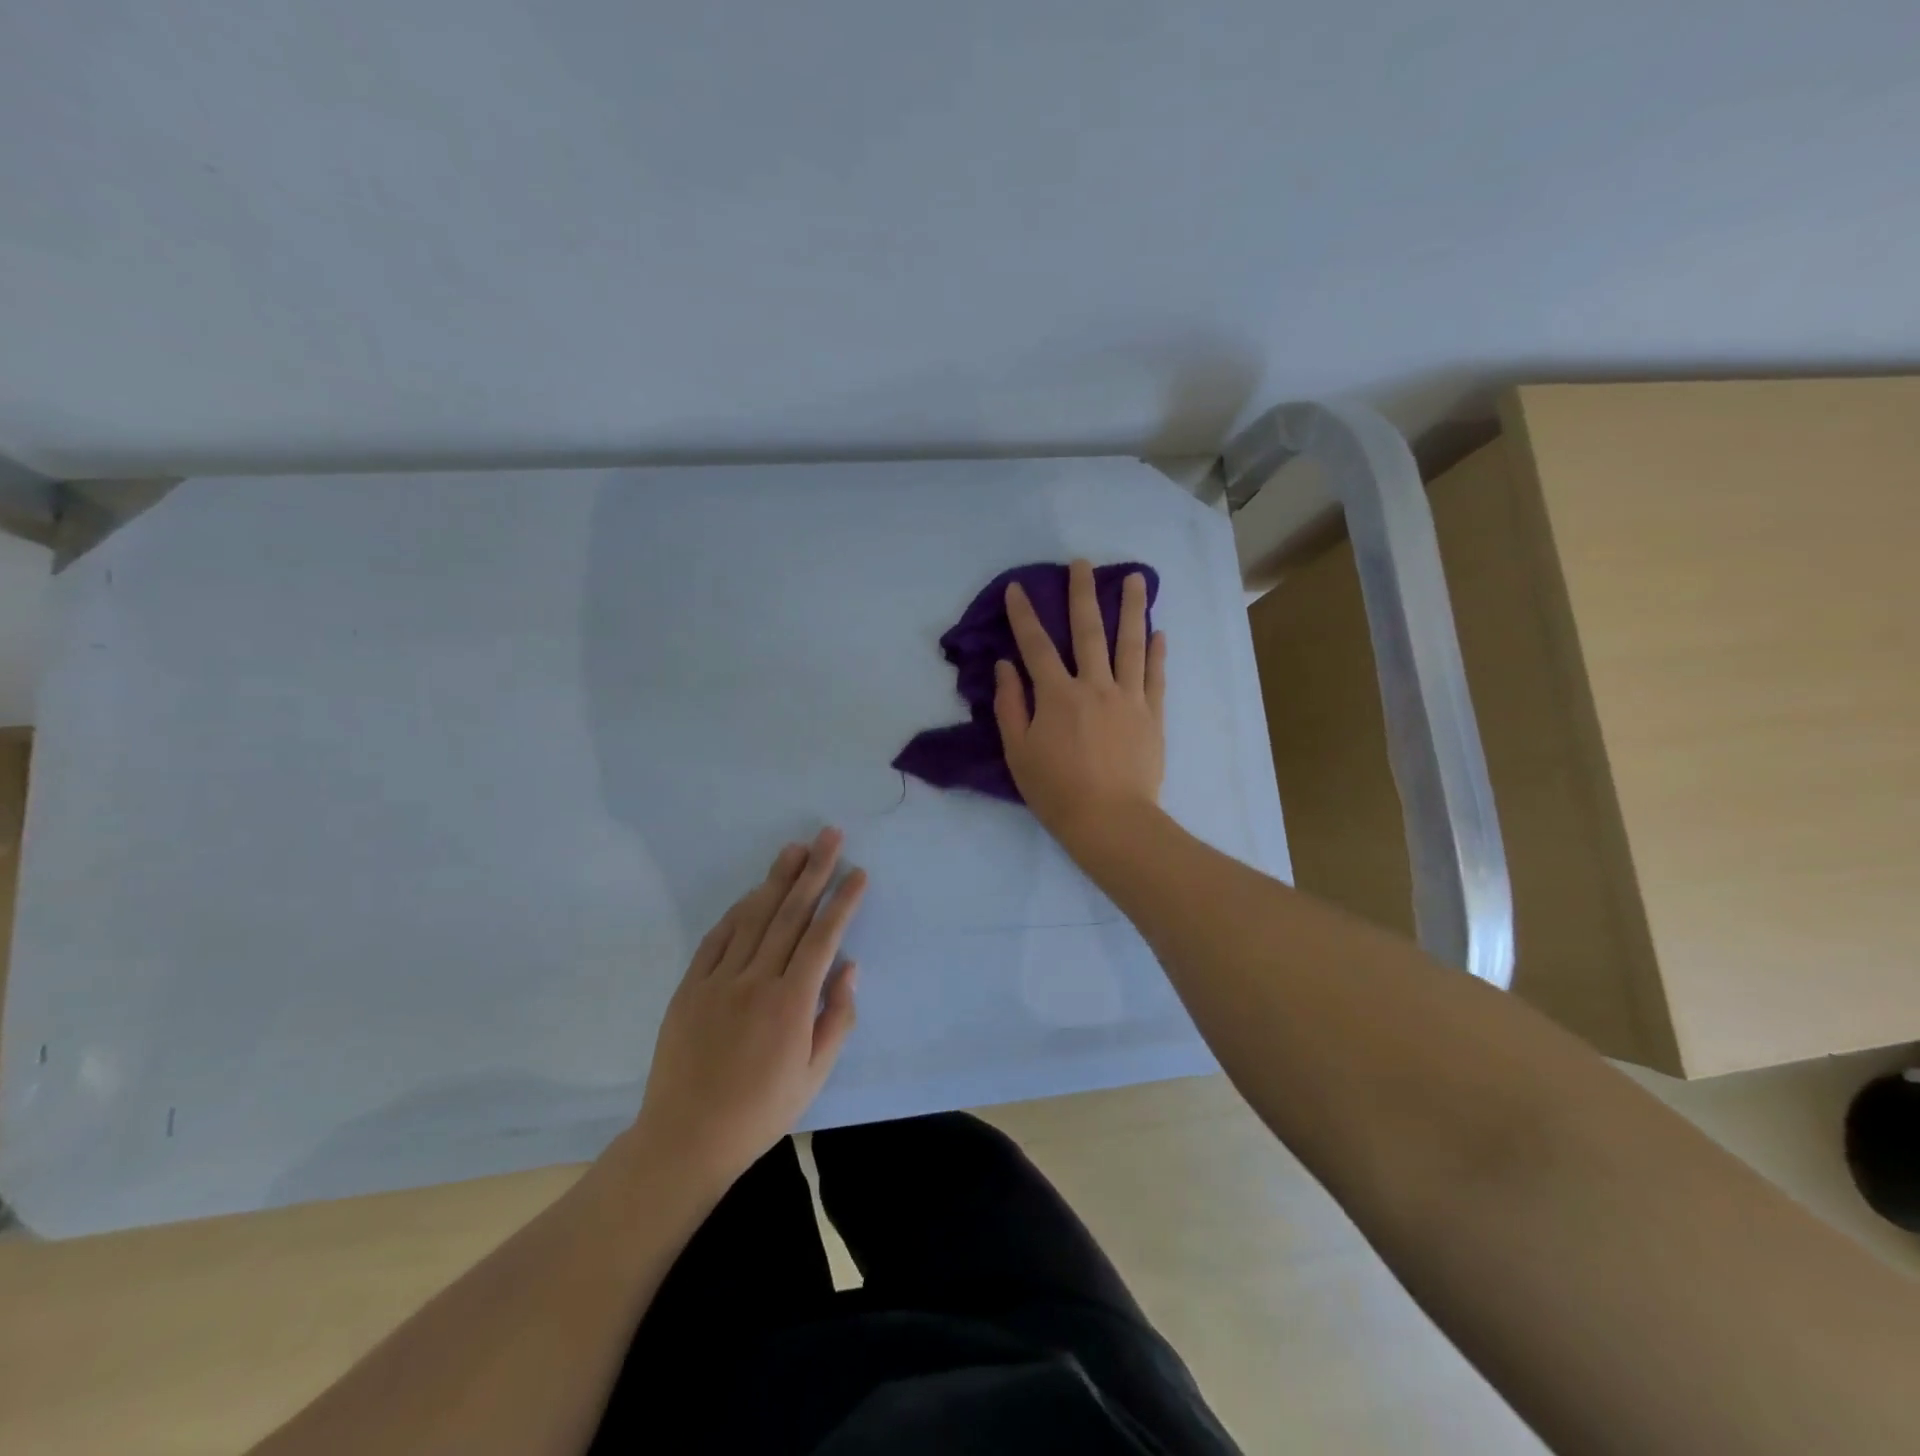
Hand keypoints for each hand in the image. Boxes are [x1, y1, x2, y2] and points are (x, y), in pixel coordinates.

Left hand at [631, 828, 864, 1196]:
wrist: (686, 1138)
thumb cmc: (761, 1111)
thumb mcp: (814, 1076)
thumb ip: (837, 1018)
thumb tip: (849, 967)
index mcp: (791, 1003)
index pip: (823, 937)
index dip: (842, 901)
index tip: (858, 873)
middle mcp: (756, 980)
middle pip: (791, 914)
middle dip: (814, 871)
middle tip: (830, 836)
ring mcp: (719, 980)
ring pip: (754, 917)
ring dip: (777, 879)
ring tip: (796, 848)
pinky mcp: (691, 986)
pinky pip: (718, 937)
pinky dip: (739, 910)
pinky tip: (754, 892)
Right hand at [995, 558, 1166, 848]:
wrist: (1111, 821)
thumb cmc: (1056, 791)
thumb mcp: (1018, 752)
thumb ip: (1010, 706)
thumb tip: (1006, 666)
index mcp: (1057, 695)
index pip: (1036, 646)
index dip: (1024, 615)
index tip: (1018, 588)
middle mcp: (1094, 685)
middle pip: (1088, 631)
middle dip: (1082, 594)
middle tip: (1083, 563)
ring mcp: (1129, 697)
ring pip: (1131, 644)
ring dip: (1132, 608)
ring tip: (1137, 578)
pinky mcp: (1153, 714)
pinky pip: (1156, 676)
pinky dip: (1158, 652)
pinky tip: (1159, 632)